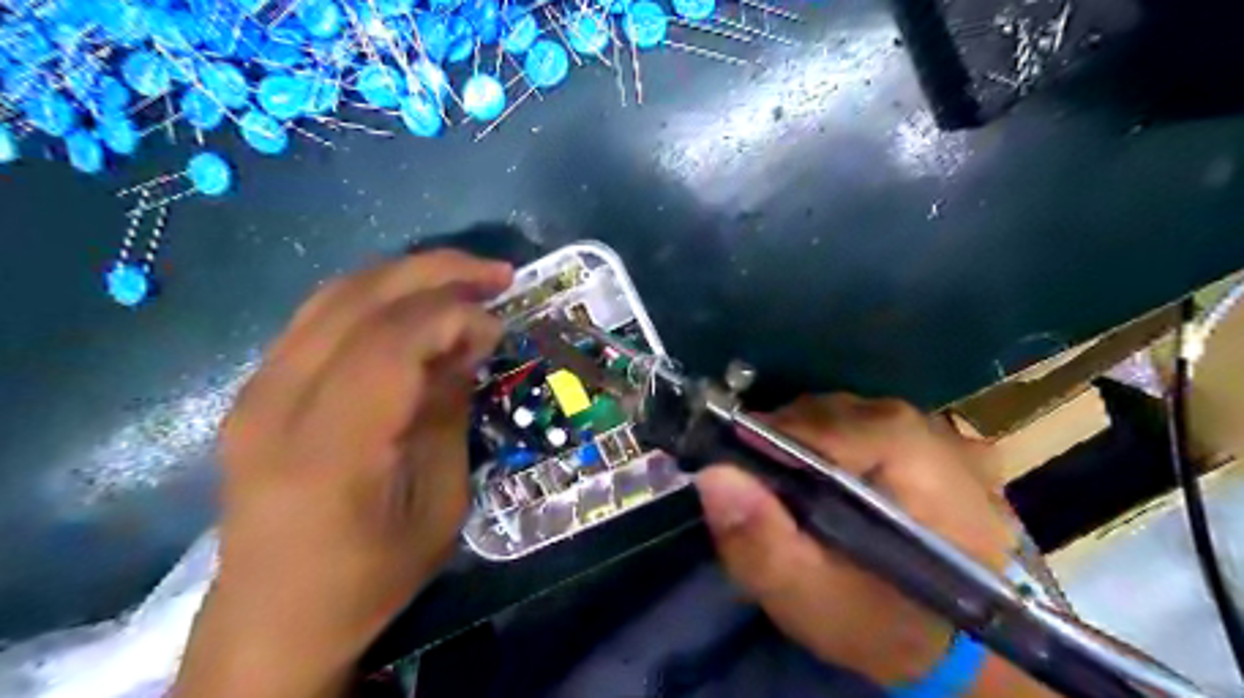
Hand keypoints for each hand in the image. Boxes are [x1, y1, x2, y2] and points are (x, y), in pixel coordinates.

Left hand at [168, 249, 510, 696]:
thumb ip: (448, 412)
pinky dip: (376, 296)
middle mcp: (276, 406)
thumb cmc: (371, 576)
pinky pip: (319, 318)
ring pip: (334, 297)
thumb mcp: (439, 505)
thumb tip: (469, 342)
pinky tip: (415, 304)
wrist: (274, 619)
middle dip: (436, 274)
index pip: (389, 343)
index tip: (500, 324)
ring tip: (465, 278)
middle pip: (357, 302)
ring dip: (407, 276)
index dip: (453, 316)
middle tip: (497, 274)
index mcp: (328, 451)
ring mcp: (255, 392)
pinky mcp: (254, 390)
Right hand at [697, 395, 1046, 696]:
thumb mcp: (812, 601)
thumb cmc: (884, 627)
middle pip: (834, 413)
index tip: (736, 470)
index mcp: (919, 463)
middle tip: (762, 485)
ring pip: (847, 414)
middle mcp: (937, 432)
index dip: (769, 440)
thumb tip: (715, 475)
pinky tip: (833, 481)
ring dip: (808, 442)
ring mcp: (946, 434)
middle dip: (785, 441)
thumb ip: (763, 543)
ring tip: (793, 485)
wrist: (961, 650)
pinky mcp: (940, 444)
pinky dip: (837, 445)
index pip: (826, 424)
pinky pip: (867, 426)